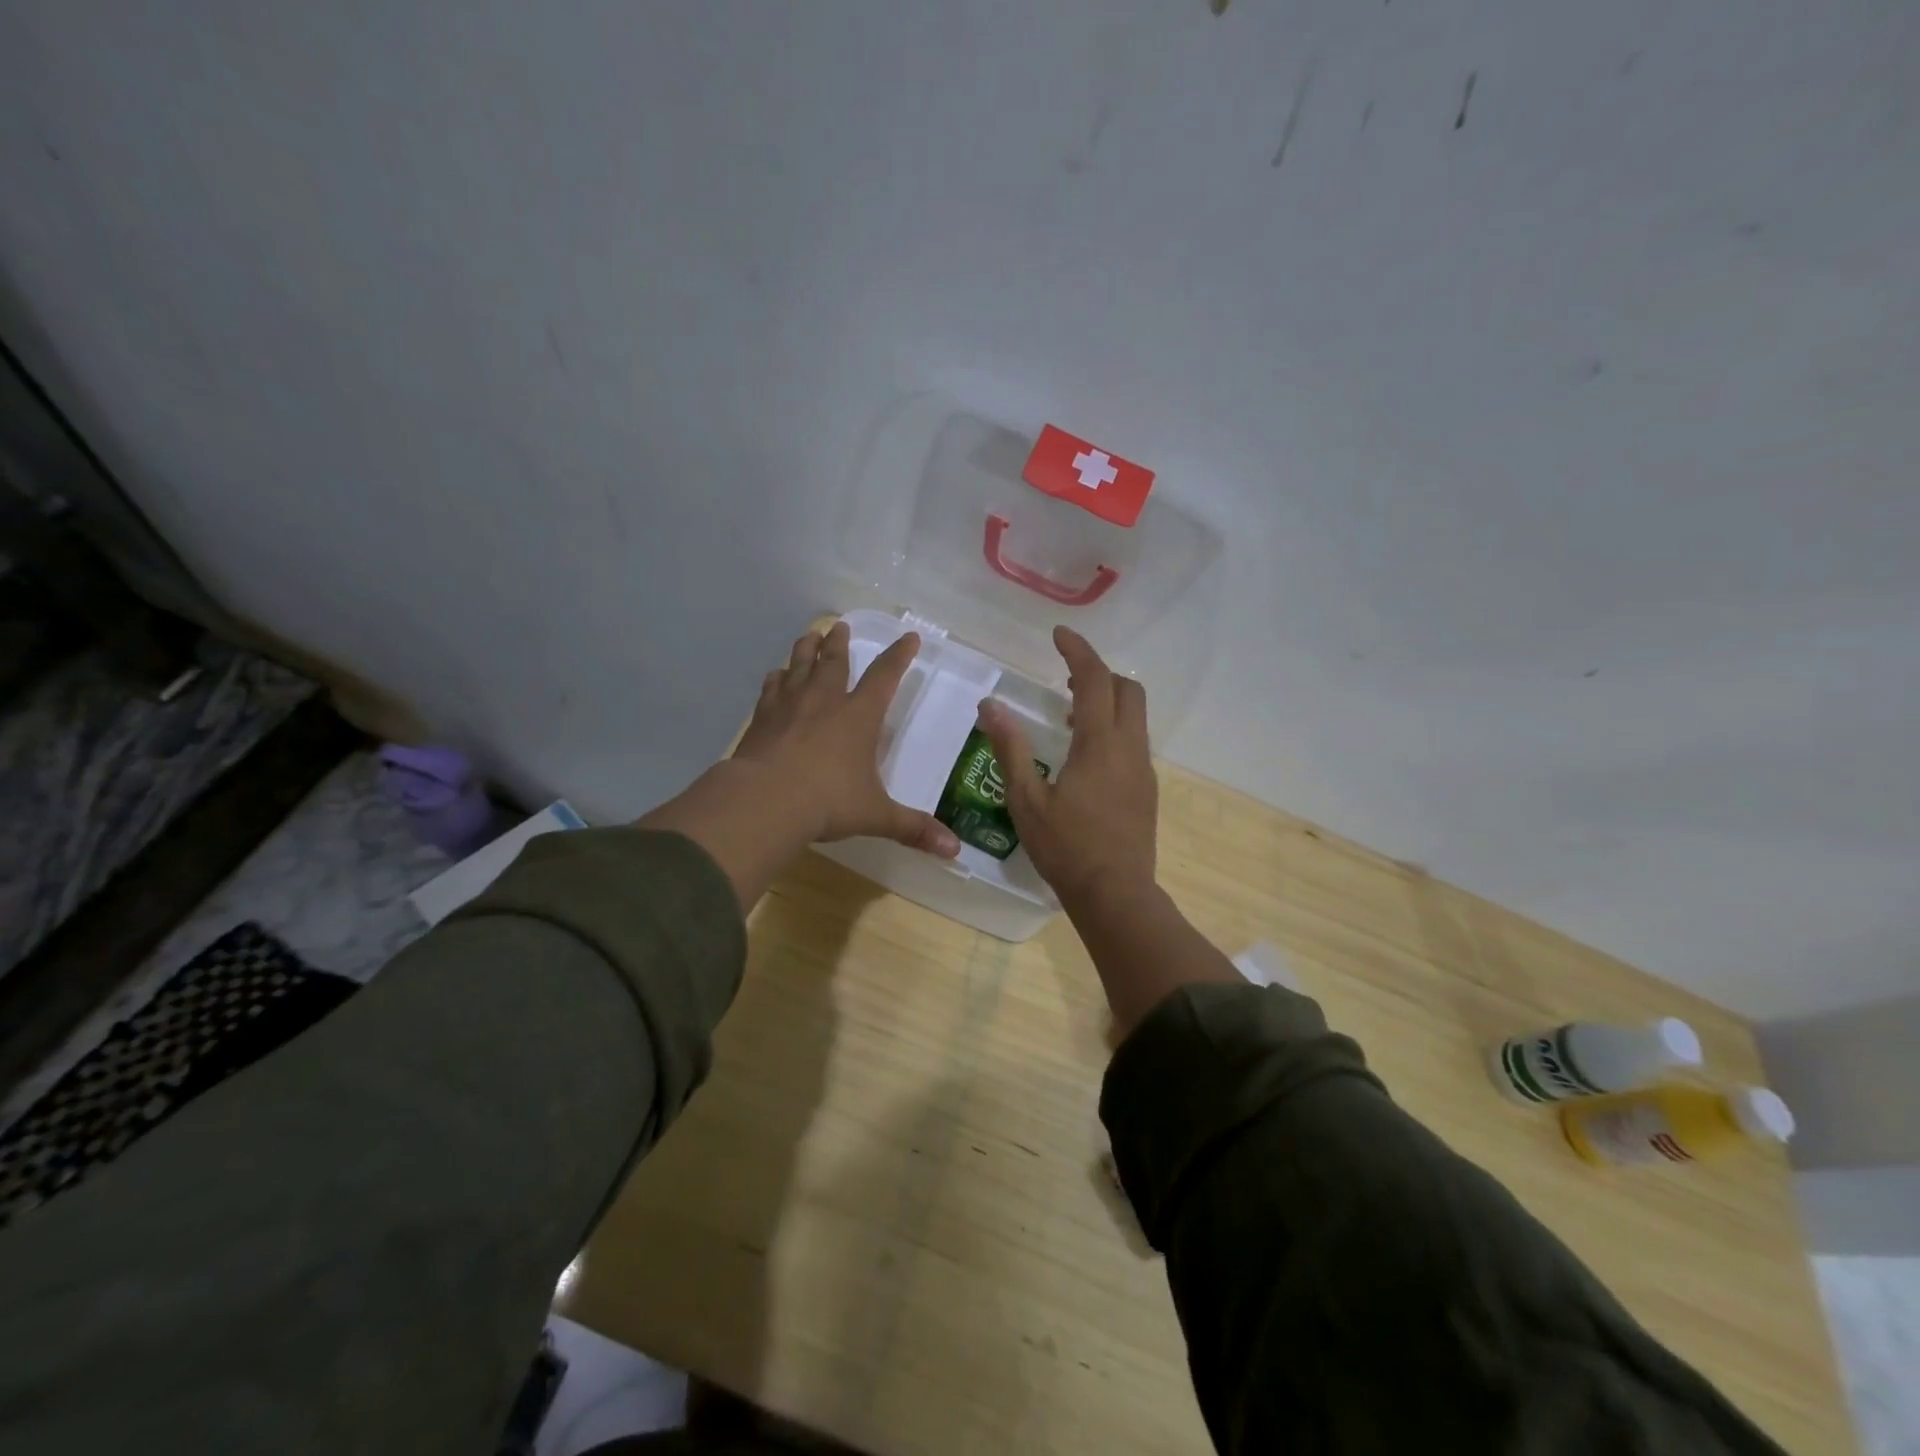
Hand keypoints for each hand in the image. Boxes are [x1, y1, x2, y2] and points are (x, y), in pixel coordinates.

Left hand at [733, 622, 960, 856]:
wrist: (764, 801)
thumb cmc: (827, 802)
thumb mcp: (876, 816)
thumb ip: (914, 829)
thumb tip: (954, 851)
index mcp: (858, 716)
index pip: (885, 676)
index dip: (899, 656)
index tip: (909, 637)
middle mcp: (824, 701)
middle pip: (833, 661)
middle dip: (840, 642)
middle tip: (840, 626)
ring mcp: (789, 707)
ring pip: (798, 666)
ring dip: (806, 649)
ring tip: (809, 635)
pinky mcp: (761, 720)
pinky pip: (770, 690)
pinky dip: (776, 679)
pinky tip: (775, 676)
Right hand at [976, 627, 1156, 906]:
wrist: (1115, 893)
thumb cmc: (1066, 847)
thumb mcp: (1027, 799)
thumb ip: (1010, 748)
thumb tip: (990, 706)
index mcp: (1100, 744)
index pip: (1095, 680)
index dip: (1078, 651)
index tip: (1059, 635)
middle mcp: (1129, 748)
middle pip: (1128, 690)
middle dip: (1100, 673)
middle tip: (1067, 679)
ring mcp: (1143, 769)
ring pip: (1135, 716)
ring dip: (1108, 702)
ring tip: (1071, 717)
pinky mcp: (1147, 789)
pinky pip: (1135, 741)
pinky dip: (1114, 728)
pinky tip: (1086, 756)